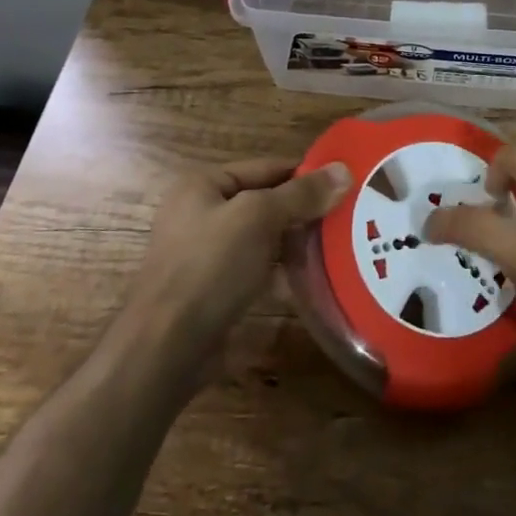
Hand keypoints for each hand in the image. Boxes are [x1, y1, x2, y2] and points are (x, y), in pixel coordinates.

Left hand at [136, 158, 350, 350]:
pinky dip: (282, 273)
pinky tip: (312, 280)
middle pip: (265, 203)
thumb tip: (344, 170)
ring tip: (340, 247)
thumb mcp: (259, 218)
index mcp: (203, 185)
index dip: (306, 173)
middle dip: (304, 211)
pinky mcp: (214, 290)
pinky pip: (257, 270)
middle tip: (349, 216)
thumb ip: (301, 194)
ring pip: (263, 239)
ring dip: (296, 243)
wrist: (166, 347)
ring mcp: (206, 254)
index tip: (347, 182)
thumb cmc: (210, 266)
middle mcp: (201, 214)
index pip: (267, 168)